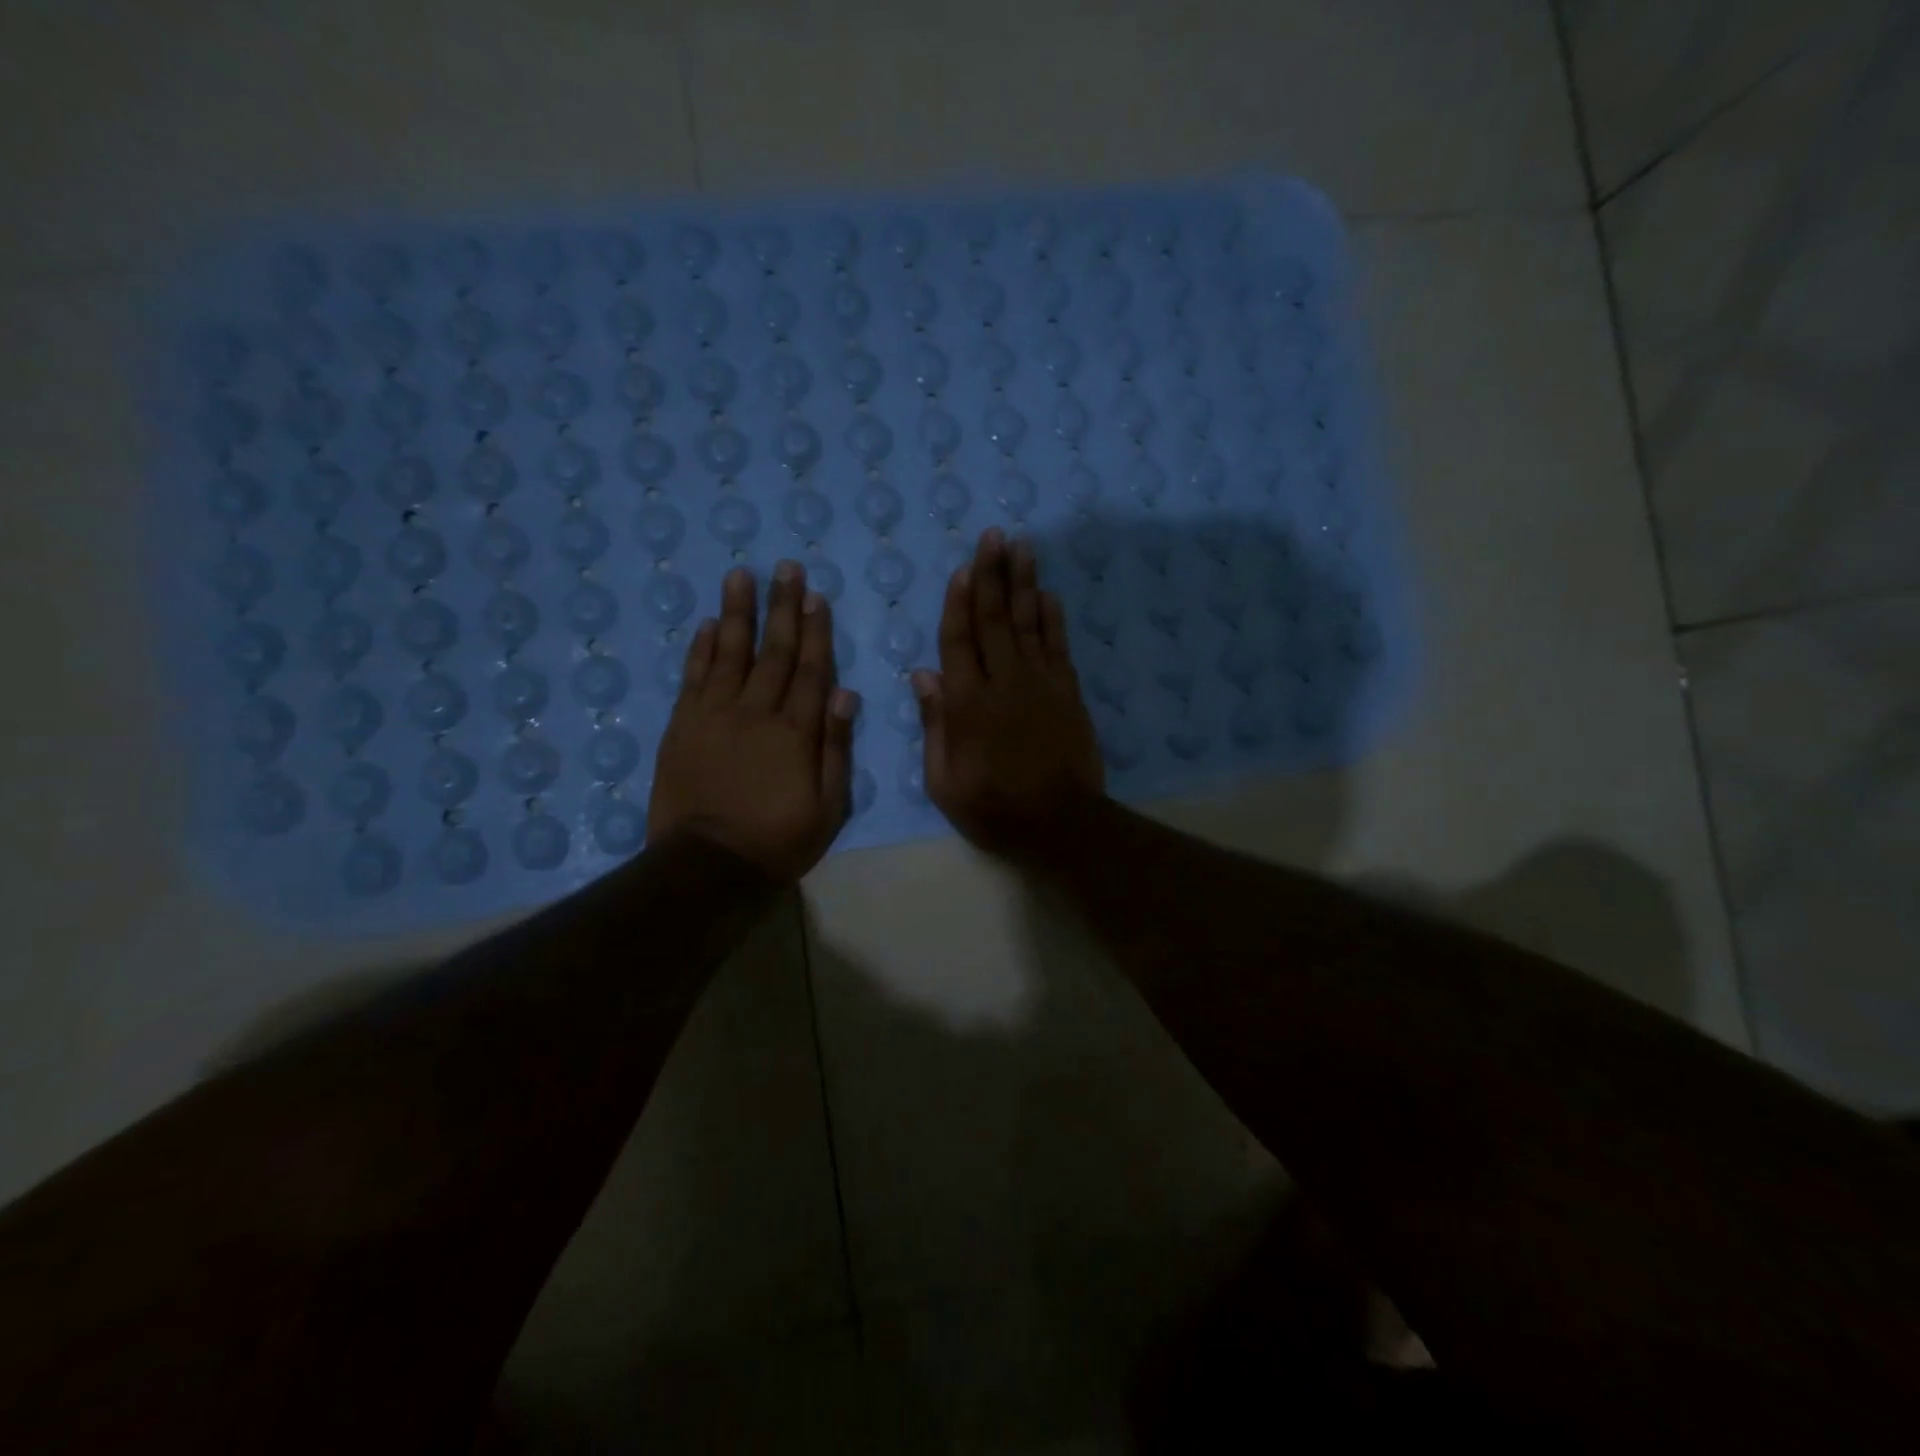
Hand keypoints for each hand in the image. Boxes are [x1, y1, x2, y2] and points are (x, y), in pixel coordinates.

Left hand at [649, 561, 858, 882]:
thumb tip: (846, 694)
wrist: (707, 864)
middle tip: (785, 567)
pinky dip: (698, 649)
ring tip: (740, 575)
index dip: (815, 631)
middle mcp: (755, 712)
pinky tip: (704, 624)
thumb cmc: (778, 839)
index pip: (811, 669)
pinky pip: (692, 678)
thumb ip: (836, 748)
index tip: (816, 596)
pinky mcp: (682, 726)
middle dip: (781, 607)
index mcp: (795, 731)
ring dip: (736, 612)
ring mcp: (714, 715)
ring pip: (728, 653)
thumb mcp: (829, 806)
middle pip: (773, 651)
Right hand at [914, 528, 1105, 855]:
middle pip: (995, 619)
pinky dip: (1053, 618)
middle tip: (994, 536)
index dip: (959, 602)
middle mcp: (1004, 683)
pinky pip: (1058, 646)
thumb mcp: (944, 781)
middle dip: (992, 574)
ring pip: (1029, 623)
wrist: (1060, 823)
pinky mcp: (1068, 692)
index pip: (960, 641)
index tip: (962, 568)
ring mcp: (1041, 684)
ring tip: (1022, 547)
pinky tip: (1048, 594)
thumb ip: (934, 725)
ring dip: (1024, 583)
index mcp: (968, 704)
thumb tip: (923, 675)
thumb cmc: (994, 808)